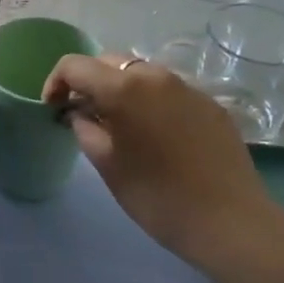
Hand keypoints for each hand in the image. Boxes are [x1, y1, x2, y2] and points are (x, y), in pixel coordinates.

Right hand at [42, 53, 283, 282]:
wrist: (229, 221)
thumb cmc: (156, 196)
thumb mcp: (107, 164)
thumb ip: (85, 128)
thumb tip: (79, 113)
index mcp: (124, 88)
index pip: (75, 65)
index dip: (56, 82)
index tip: (54, 108)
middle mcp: (155, 76)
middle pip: (109, 62)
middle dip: (89, 82)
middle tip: (83, 115)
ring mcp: (187, 88)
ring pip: (141, 74)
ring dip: (121, 89)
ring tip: (119, 125)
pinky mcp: (210, 104)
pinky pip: (169, 92)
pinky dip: (151, 102)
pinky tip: (155, 136)